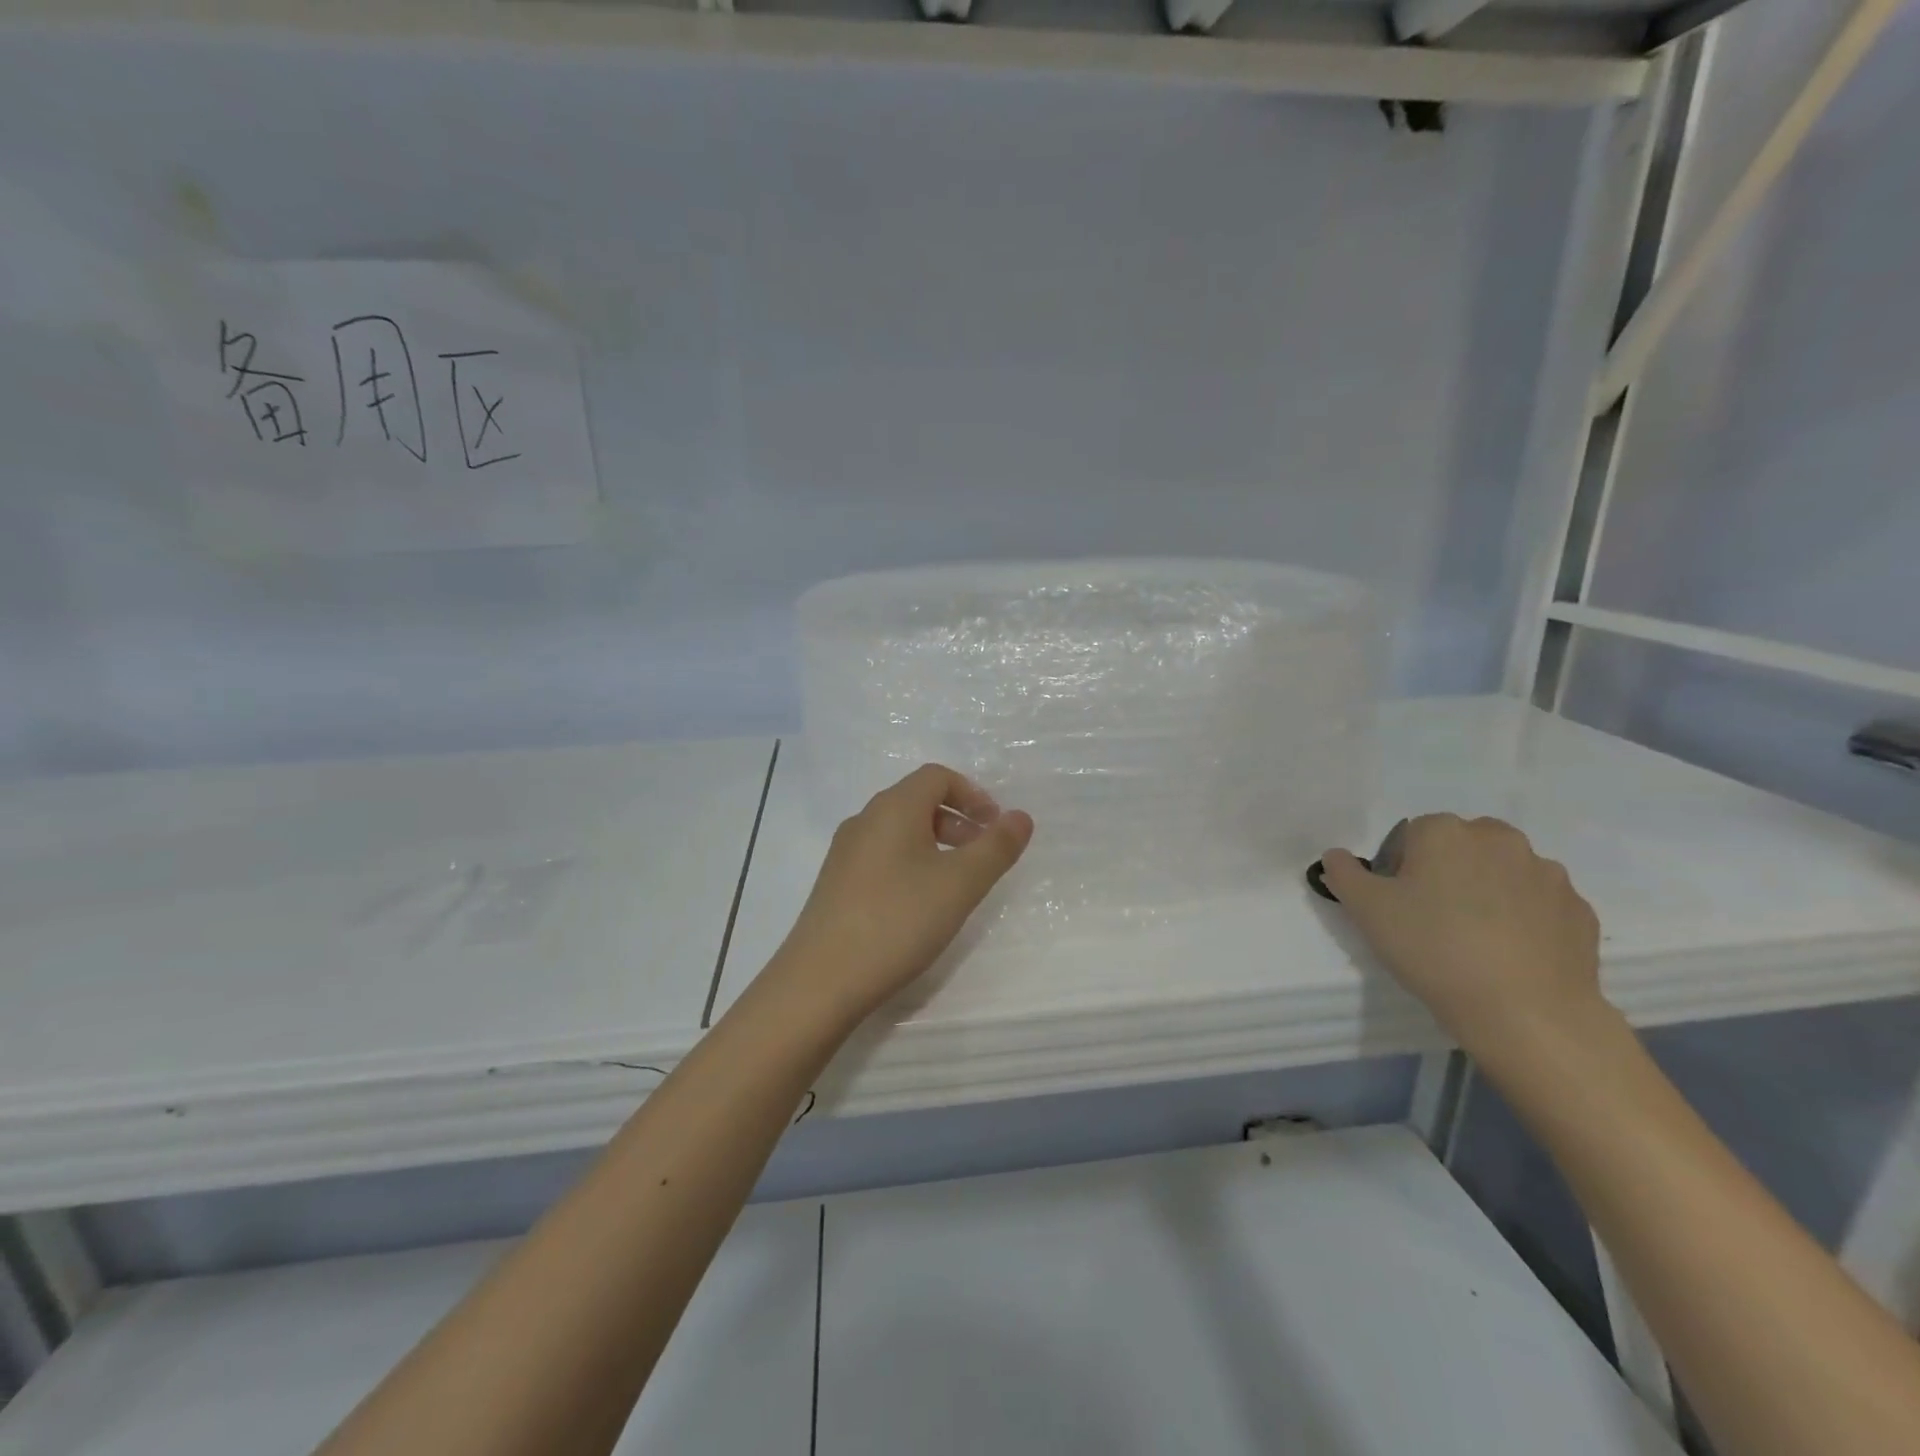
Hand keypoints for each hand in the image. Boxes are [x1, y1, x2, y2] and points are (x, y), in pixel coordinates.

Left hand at [774, 764, 1033, 1024]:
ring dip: (935, 844)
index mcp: (893, 808)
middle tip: (983, 856)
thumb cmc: (898, 920)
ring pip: (899, 831)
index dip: (973, 794)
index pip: (937, 777)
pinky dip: (911, 864)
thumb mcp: (960, 884)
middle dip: (957, 821)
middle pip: (917, 801)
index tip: (995, 827)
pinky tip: (919, 906)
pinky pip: (882, 856)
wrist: (821, 980)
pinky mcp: (836, 884)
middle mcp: (865, 820)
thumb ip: (996, 847)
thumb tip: (1021, 816)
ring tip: (955, 884)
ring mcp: (845, 853)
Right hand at [1320, 814, 1608, 1059]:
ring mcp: (1548, 874)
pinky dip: (1525, 919)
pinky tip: (1510, 954)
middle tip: (1434, 917)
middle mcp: (1500, 839)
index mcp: (1446, 831)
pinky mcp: (1580, 911)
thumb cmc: (1433, 948)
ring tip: (1476, 940)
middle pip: (1463, 845)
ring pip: (1504, 872)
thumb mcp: (1366, 910)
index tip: (1400, 903)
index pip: (1413, 834)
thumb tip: (1336, 855)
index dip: (1402, 867)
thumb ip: (1344, 873)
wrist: (1526, 1012)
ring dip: (1489, 891)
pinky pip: (1540, 905)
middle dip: (1449, 870)